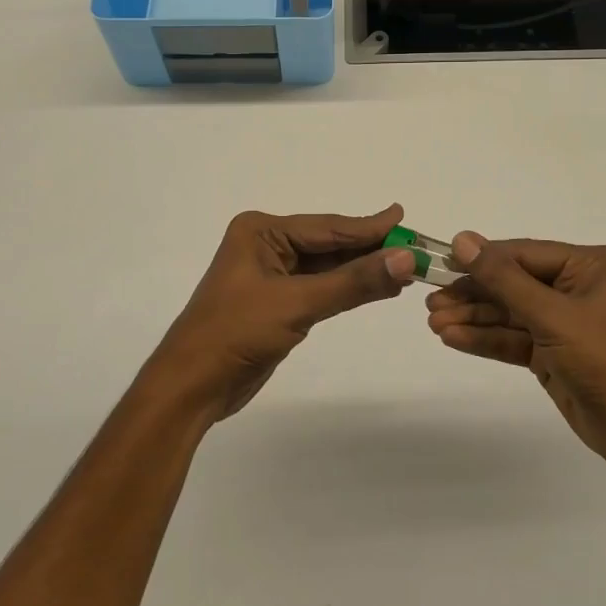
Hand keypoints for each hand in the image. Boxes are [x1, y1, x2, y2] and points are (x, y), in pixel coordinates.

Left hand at [150, 206, 416, 419]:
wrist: (192, 386)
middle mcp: (266, 245)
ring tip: (404, 267)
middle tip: (414, 247)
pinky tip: (376, 288)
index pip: (327, 226)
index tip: (404, 219)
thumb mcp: (298, 303)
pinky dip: (347, 289)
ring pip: (327, 267)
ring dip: (361, 270)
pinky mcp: (277, 302)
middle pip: (329, 244)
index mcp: (261, 231)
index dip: (369, 226)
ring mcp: (271, 274)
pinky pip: (320, 288)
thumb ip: (354, 282)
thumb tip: (406, 259)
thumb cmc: (236, 333)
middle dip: (369, 248)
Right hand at [425, 234, 605, 479]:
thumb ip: (503, 279)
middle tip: (429, 300)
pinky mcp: (554, 352)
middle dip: (473, 294)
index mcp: (589, 265)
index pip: (523, 254)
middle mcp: (577, 286)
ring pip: (509, 313)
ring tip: (433, 322)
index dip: (481, 259)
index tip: (439, 263)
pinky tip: (452, 338)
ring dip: (473, 318)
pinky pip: (514, 338)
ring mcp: (565, 321)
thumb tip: (462, 239)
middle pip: (513, 283)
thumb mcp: (552, 316)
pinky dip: (485, 340)